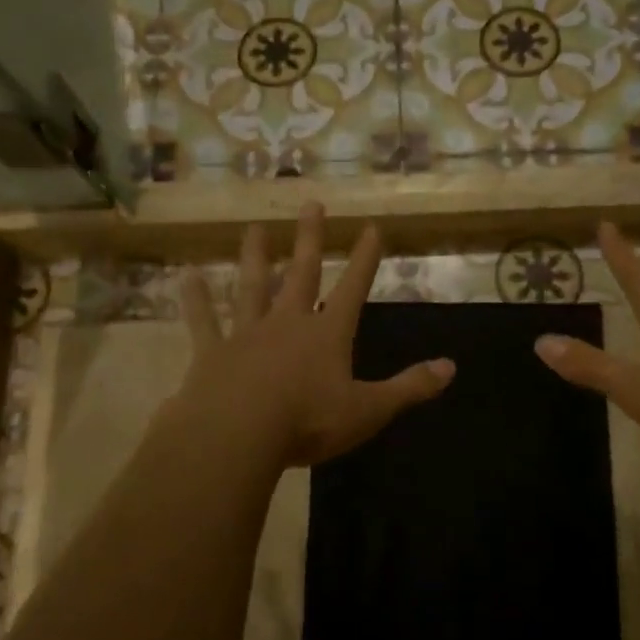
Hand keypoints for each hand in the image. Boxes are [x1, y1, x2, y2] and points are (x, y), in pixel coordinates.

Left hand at [170, 202, 454, 467]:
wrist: (237, 436)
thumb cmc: (308, 422)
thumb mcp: (368, 410)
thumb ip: (409, 387)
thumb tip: (452, 367)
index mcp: (327, 335)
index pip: (353, 288)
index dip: (364, 258)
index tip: (371, 226)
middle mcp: (288, 323)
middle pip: (301, 273)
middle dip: (310, 239)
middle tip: (311, 203)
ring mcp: (247, 334)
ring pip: (252, 287)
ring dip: (255, 257)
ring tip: (254, 228)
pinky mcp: (212, 353)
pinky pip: (204, 321)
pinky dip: (196, 300)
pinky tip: (187, 276)